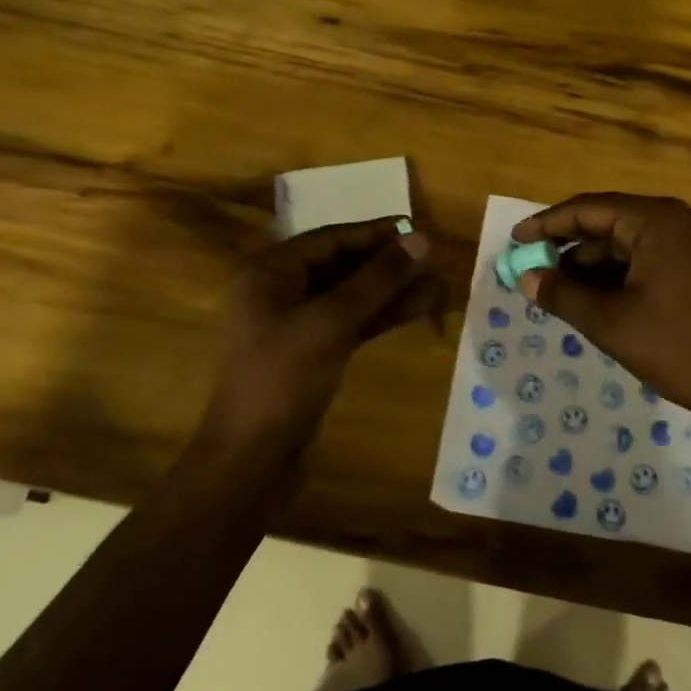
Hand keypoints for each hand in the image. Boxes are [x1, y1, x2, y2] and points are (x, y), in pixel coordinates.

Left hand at [194, 218, 437, 463]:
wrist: (252, 460)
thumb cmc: (283, 378)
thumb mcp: (332, 321)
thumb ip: (378, 278)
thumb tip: (422, 239)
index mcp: (270, 272)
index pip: (331, 239)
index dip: (376, 234)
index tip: (419, 230)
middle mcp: (281, 290)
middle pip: (343, 265)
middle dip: (389, 264)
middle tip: (434, 260)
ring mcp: (298, 323)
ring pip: (353, 295)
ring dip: (393, 290)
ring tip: (438, 285)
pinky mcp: (314, 351)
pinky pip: (353, 321)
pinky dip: (383, 315)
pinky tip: (419, 309)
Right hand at [510, 193, 690, 427]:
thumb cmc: (679, 347)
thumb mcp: (611, 323)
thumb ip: (563, 295)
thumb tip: (526, 279)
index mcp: (657, 220)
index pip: (589, 209)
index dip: (547, 224)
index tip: (516, 241)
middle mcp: (678, 219)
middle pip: (610, 223)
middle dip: (569, 248)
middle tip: (534, 270)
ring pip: (629, 243)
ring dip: (593, 265)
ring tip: (558, 291)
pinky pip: (649, 257)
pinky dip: (620, 274)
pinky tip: (595, 297)